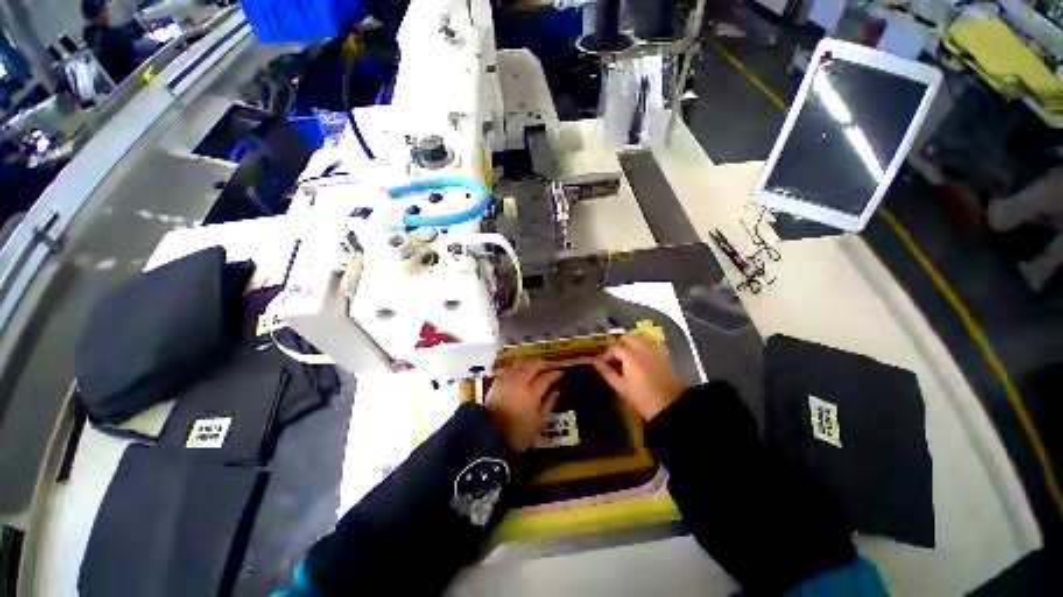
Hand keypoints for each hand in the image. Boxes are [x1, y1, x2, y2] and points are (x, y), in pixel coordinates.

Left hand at [486, 360, 561, 452]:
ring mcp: (507, 381)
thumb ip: (549, 404)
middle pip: (533, 366)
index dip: (554, 374)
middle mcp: (519, 382)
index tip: (560, 372)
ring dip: (530, 363)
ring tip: (536, 366)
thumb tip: (557, 392)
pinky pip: (508, 369)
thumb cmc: (518, 434)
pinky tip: (519, 370)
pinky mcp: (496, 383)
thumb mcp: (538, 423)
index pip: (546, 377)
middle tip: (550, 366)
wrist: (489, 437)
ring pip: (520, 364)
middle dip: (543, 364)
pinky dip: (516, 367)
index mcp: (532, 393)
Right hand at [593, 335, 682, 420]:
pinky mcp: (663, 354)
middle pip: (627, 339)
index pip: (614, 348)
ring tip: (626, 355)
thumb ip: (606, 372)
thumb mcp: (620, 386)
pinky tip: (640, 355)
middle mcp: (642, 348)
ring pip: (640, 338)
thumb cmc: (641, 397)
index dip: (606, 355)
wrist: (668, 405)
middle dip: (619, 346)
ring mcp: (654, 350)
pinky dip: (643, 344)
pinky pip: (651, 342)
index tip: (602, 363)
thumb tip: (595, 362)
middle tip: (614, 359)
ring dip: (631, 343)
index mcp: (630, 355)